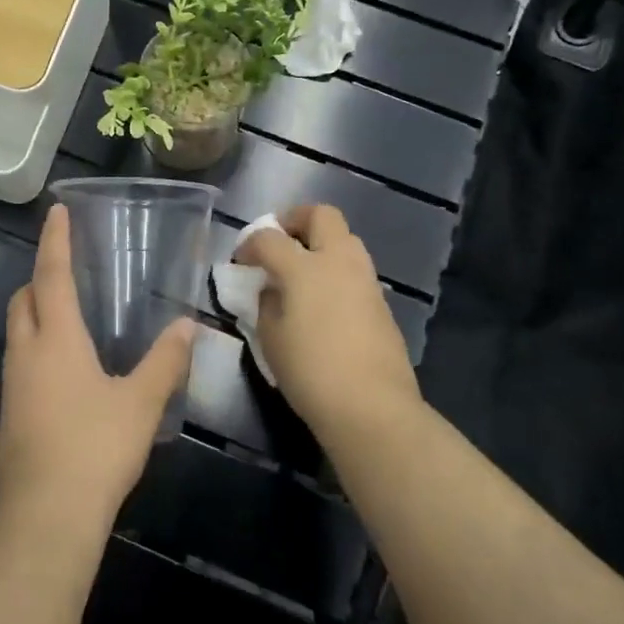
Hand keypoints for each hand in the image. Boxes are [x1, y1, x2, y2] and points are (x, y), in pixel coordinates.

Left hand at [0, 204, 195, 533]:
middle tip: (69, 269)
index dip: (55, 241)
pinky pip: (22, 361)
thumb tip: (187, 326)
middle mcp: (26, 354)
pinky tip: (67, 368)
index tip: (55, 212)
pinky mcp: (11, 414)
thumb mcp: (141, 403)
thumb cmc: (94, 449)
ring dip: (37, 312)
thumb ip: (166, 361)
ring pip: (18, 331)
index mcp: (56, 340)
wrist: (44, 518)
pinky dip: (39, 346)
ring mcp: (13, 386)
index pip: (52, 275)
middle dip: (40, 277)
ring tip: (71, 314)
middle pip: (24, 299)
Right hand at [235, 205, 419, 441]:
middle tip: (280, 242)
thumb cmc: (311, 372)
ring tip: (302, 272)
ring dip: (321, 244)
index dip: (250, 244)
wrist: (372, 407)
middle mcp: (339, 261)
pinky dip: (337, 271)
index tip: (242, 261)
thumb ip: (267, 305)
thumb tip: (272, 291)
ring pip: (345, 239)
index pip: (270, 238)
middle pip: (321, 215)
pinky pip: (356, 270)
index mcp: (305, 267)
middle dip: (296, 220)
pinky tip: (324, 301)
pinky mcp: (382, 302)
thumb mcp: (271, 339)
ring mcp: (366, 279)